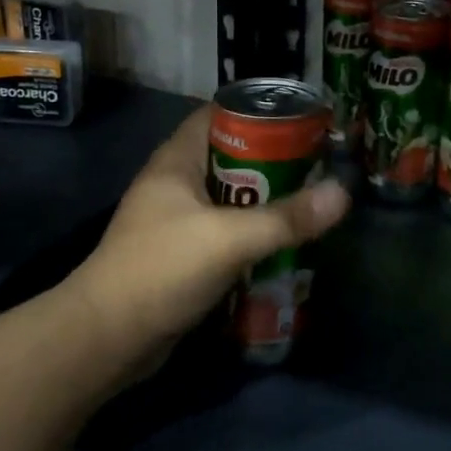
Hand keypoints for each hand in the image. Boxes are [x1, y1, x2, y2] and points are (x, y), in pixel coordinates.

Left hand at [70, 109, 350, 363]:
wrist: (108, 338)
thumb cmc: (161, 269)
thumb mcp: (228, 238)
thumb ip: (285, 218)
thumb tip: (343, 193)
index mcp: (176, 161)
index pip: (218, 115)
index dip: (258, 112)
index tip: (301, 120)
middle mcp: (175, 183)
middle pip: (231, 157)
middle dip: (272, 160)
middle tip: (318, 165)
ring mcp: (177, 220)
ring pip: (231, 198)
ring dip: (265, 201)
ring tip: (311, 201)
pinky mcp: (182, 255)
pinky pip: (225, 232)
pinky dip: (252, 234)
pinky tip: (284, 243)